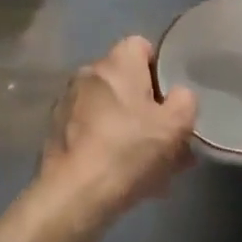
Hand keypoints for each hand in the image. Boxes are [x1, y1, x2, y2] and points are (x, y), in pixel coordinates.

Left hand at [40, 36, 197, 220]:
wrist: (75, 195)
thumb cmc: (129, 150)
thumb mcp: (176, 125)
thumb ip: (185, 101)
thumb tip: (178, 96)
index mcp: (116, 63)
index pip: (142, 46)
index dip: (160, 69)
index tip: (171, 97)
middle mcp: (88, 74)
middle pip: (126, 81)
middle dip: (146, 105)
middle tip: (166, 137)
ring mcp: (68, 104)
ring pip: (110, 110)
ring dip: (129, 129)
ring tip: (150, 165)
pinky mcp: (56, 134)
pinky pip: (93, 132)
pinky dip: (109, 146)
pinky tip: (124, 176)